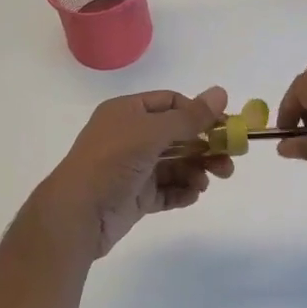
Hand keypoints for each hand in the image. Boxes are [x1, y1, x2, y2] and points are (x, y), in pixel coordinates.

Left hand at [34, 88, 232, 258]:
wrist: (77, 214)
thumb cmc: (112, 162)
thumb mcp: (151, 133)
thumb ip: (189, 117)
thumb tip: (221, 92)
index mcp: (127, 112)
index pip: (170, 103)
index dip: (198, 113)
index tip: (224, 126)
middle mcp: (130, 136)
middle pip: (177, 135)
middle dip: (204, 146)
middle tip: (229, 161)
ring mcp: (132, 168)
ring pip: (174, 164)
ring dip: (195, 170)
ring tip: (208, 182)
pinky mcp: (134, 197)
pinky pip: (165, 190)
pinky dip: (181, 191)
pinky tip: (193, 195)